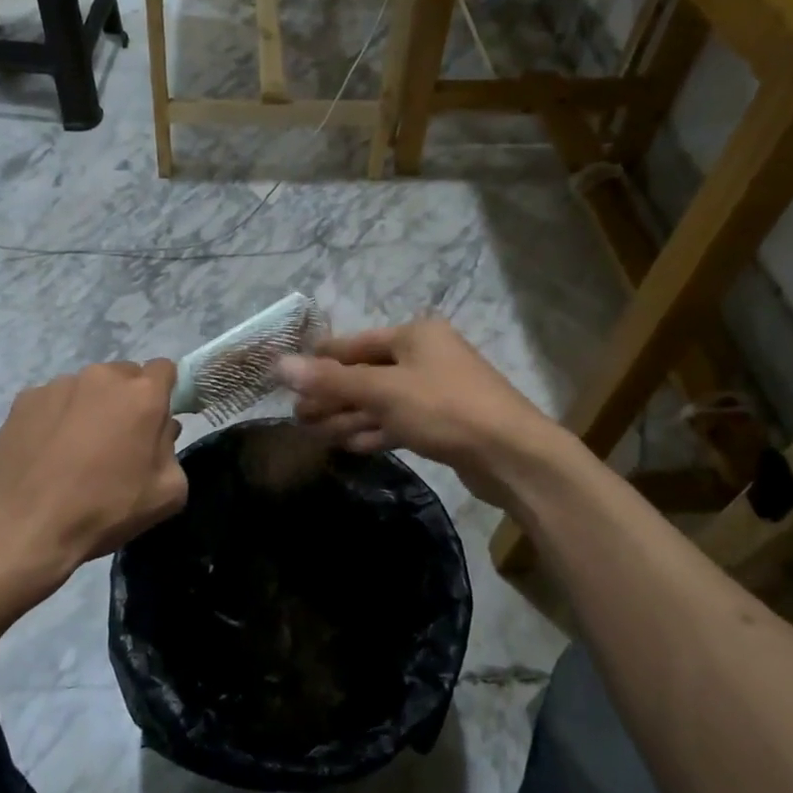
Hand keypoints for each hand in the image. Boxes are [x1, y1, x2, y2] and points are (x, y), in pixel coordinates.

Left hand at [0, 360, 186, 586]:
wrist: (25, 527)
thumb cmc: (104, 509)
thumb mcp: (166, 493)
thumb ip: (172, 450)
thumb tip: (162, 429)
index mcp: (142, 394)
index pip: (164, 369)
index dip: (164, 391)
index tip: (157, 418)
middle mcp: (101, 377)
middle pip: (124, 376)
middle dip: (126, 400)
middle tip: (118, 439)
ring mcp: (59, 385)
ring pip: (86, 388)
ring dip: (89, 408)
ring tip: (75, 449)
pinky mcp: (24, 399)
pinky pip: (51, 401)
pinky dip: (55, 418)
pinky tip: (46, 453)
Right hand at [279, 319, 554, 507]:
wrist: (513, 457)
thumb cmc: (445, 409)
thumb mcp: (383, 391)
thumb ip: (331, 379)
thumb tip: (279, 364)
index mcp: (415, 335)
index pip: (354, 344)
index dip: (320, 361)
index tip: (288, 379)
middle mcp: (425, 356)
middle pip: (366, 373)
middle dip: (332, 395)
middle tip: (296, 415)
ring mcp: (435, 390)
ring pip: (380, 401)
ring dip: (348, 416)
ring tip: (312, 433)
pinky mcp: (443, 423)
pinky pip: (398, 421)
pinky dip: (373, 431)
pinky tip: (347, 445)